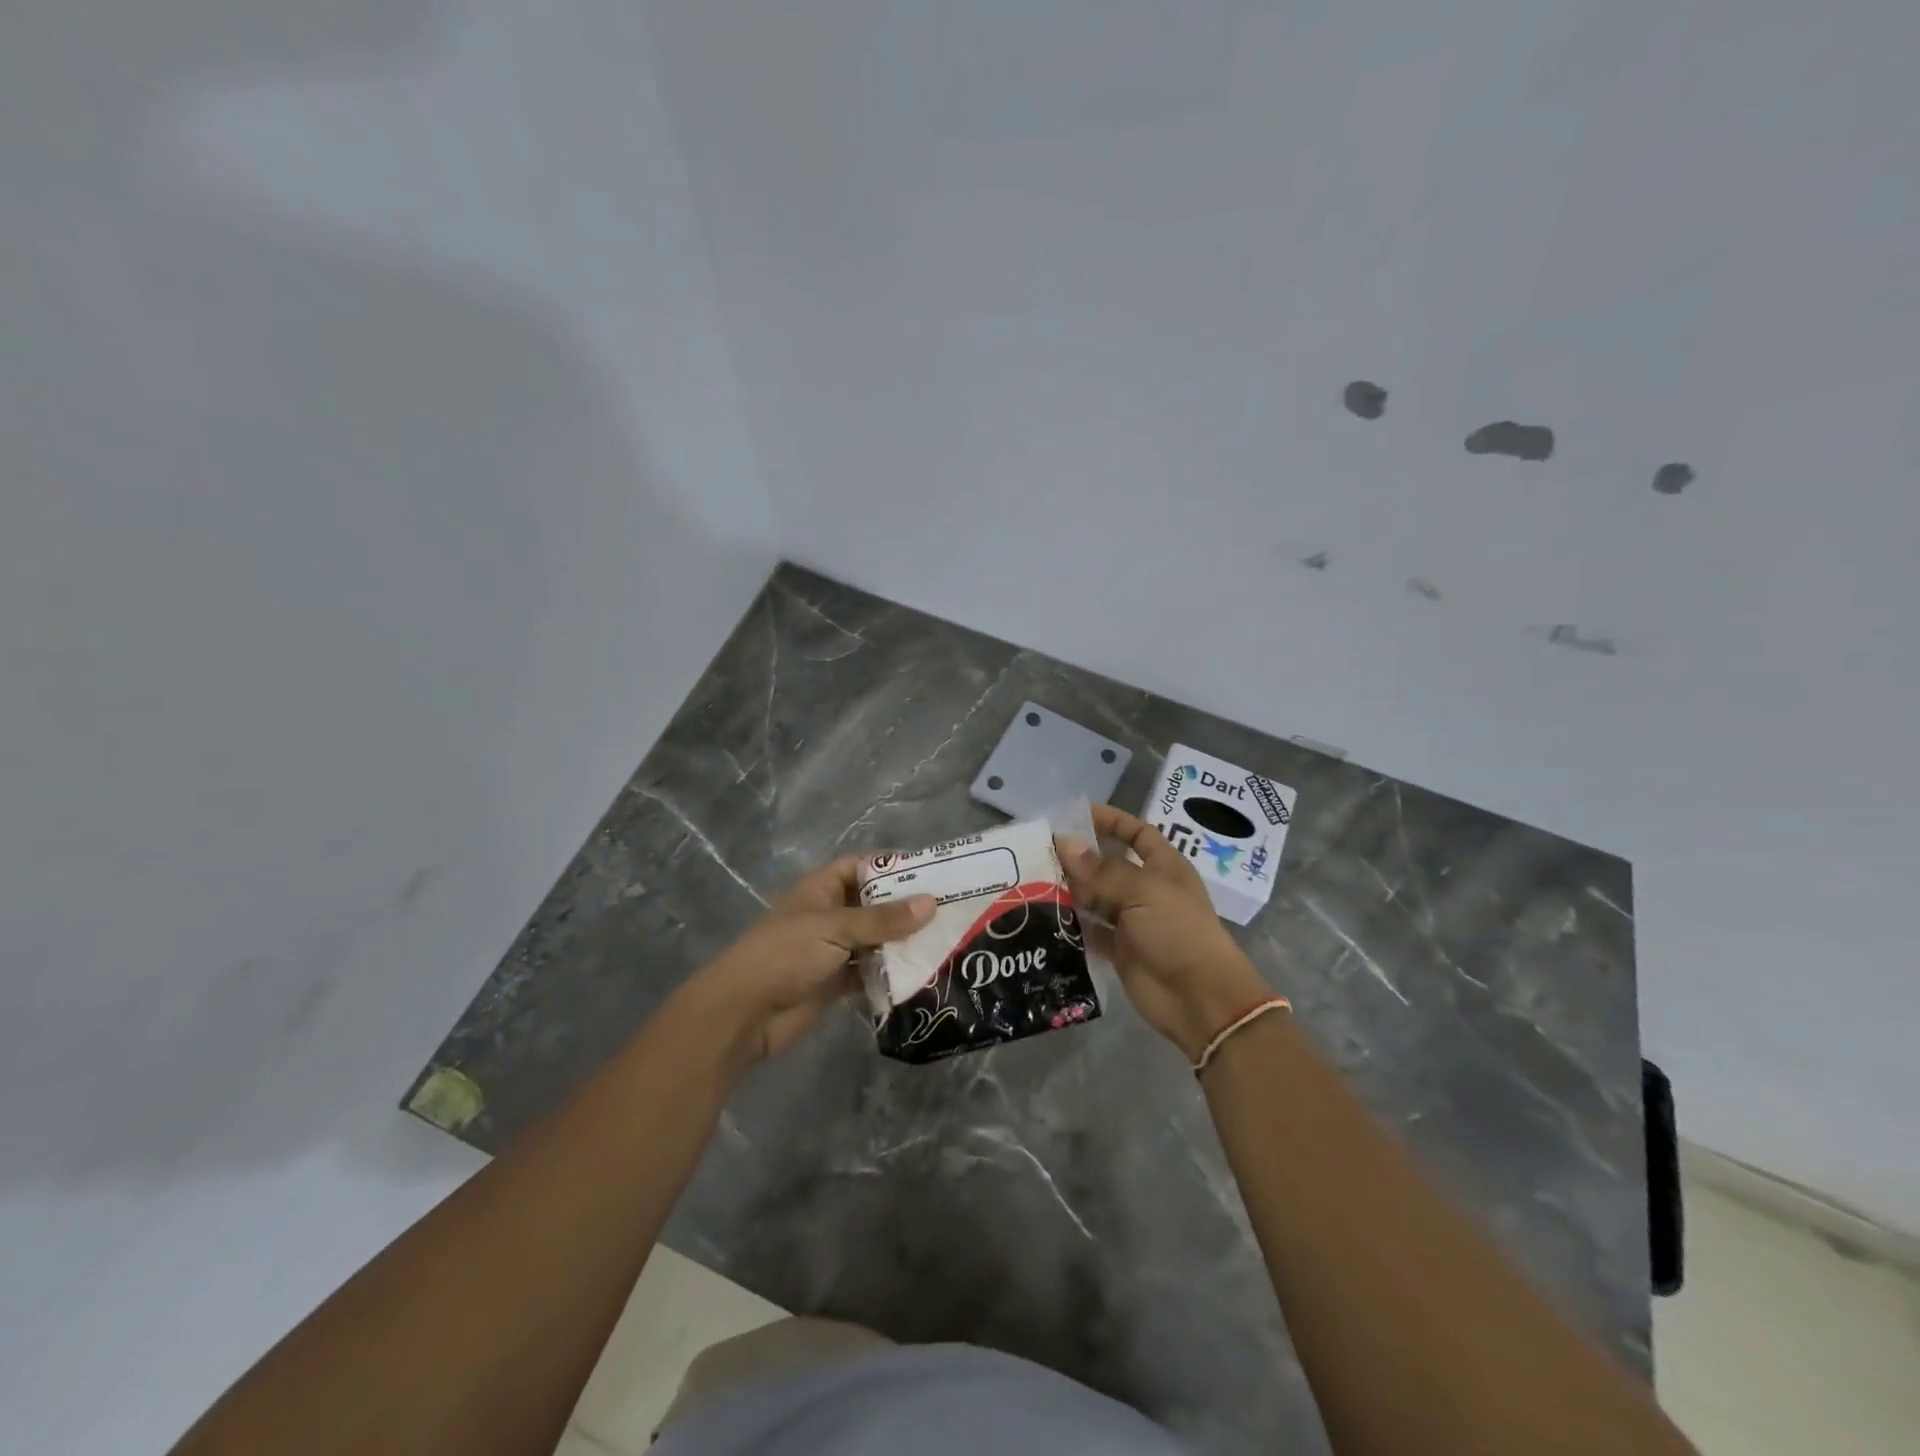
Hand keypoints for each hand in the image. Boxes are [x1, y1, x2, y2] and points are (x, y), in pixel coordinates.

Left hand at [675, 858, 934, 1067]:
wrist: (744, 1013)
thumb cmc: (785, 954)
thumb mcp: (835, 928)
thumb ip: (883, 919)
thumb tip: (932, 903)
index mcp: (822, 888)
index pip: (863, 866)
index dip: (894, 866)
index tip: (934, 872)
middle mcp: (830, 913)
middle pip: (875, 904)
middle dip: (908, 908)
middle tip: (952, 910)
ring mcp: (834, 949)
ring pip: (877, 939)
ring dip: (904, 942)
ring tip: (947, 942)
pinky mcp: (837, 982)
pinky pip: (872, 972)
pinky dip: (892, 973)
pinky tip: (924, 974)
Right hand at [1061, 804, 1272, 1060]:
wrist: (1200, 998)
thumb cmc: (1178, 932)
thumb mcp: (1143, 892)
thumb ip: (1101, 870)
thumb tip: (1064, 843)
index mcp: (1163, 867)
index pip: (1136, 833)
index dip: (1111, 821)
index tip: (1075, 815)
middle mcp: (1147, 890)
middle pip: (1108, 865)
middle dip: (1079, 858)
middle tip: (1039, 852)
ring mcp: (1132, 921)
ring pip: (1095, 898)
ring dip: (1070, 891)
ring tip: (1033, 882)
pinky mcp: (1119, 950)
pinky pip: (1090, 930)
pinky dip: (1071, 924)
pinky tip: (1044, 916)